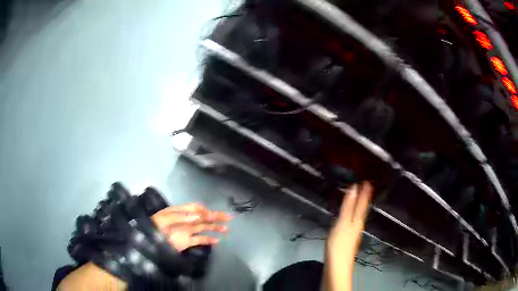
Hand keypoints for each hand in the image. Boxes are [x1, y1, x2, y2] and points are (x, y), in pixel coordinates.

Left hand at [151, 203, 231, 251]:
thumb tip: (199, 216)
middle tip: (229, 217)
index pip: (196, 208)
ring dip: (215, 227)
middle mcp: (186, 220)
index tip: (215, 214)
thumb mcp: (167, 219)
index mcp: (180, 211)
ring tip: (226, 229)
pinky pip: (200, 239)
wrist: (149, 241)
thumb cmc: (156, 226)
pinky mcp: (187, 242)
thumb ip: (183, 217)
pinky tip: (217, 241)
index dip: (206, 210)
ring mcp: (187, 231)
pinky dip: (208, 240)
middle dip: (215, 217)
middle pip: (203, 217)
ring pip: (204, 228)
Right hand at [323, 182, 372, 290]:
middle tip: (366, 187)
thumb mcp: (342, 223)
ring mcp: (353, 233)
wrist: (337, 266)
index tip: (368, 181)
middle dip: (364, 198)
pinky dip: (353, 215)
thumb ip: (348, 207)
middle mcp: (357, 225)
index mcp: (357, 220)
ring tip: (360, 198)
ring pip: (358, 215)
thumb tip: (354, 188)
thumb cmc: (339, 244)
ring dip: (359, 206)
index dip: (365, 193)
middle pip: (362, 209)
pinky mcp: (347, 240)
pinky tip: (350, 217)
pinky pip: (353, 222)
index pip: (362, 203)